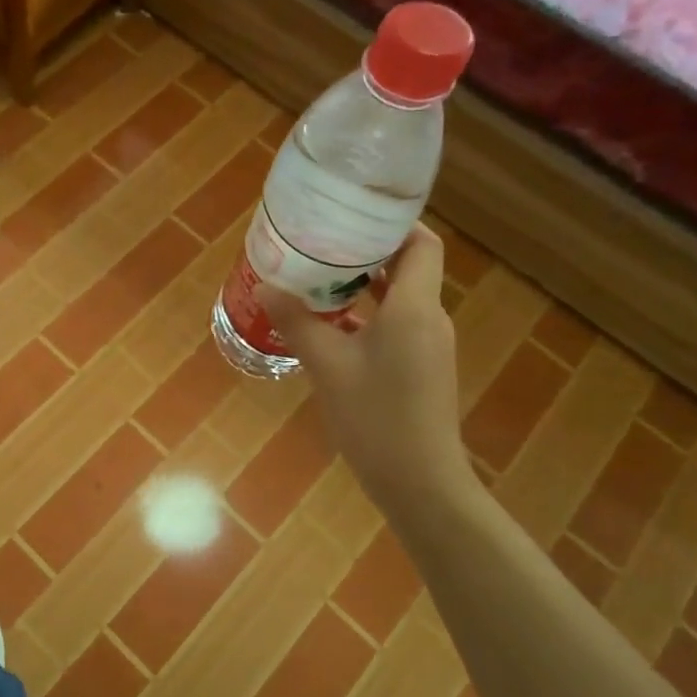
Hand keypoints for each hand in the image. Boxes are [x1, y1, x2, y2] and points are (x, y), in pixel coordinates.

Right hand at [259, 224, 473, 517]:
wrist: (420, 483)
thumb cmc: (375, 417)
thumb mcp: (327, 366)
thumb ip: (297, 322)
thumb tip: (267, 286)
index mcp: (414, 308)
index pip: (421, 244)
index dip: (393, 224)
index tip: (353, 214)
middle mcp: (429, 319)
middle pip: (408, 267)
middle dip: (366, 252)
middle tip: (320, 242)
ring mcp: (427, 346)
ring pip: (399, 299)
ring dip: (363, 286)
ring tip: (316, 278)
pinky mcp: (420, 368)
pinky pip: (395, 326)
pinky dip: (366, 316)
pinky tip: (329, 325)